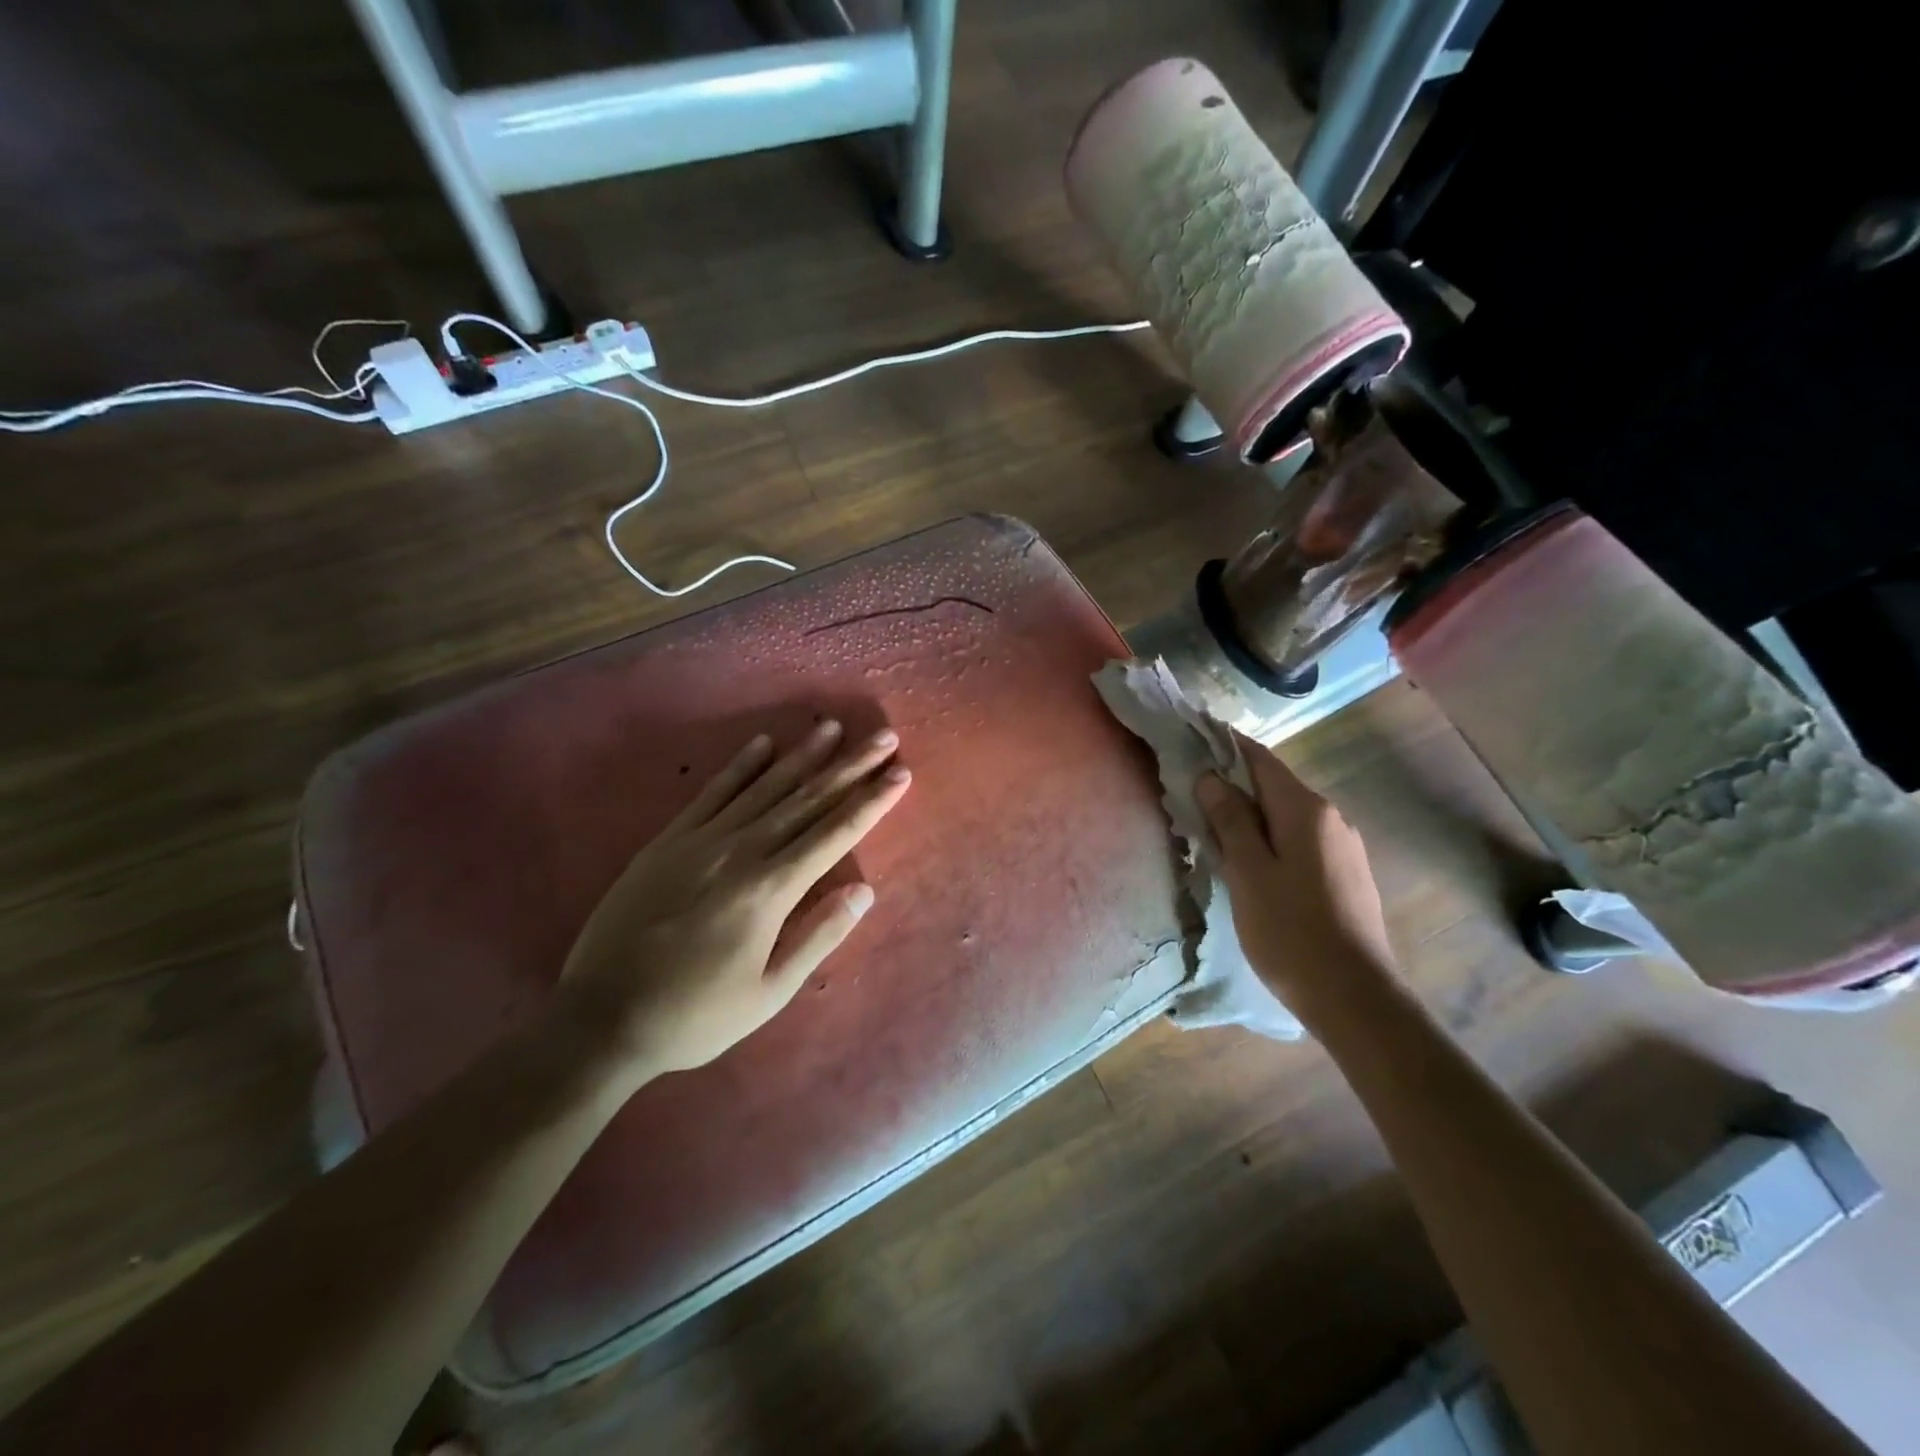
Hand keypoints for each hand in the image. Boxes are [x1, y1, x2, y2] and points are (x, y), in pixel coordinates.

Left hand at [557, 721, 910, 1084]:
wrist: (601, 1016)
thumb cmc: (695, 1015)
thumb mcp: (768, 993)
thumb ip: (817, 937)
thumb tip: (864, 891)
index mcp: (769, 890)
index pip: (834, 833)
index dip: (872, 802)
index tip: (900, 774)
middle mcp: (740, 851)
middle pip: (806, 800)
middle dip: (850, 767)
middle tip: (883, 737)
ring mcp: (701, 840)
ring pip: (764, 787)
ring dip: (803, 755)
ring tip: (832, 728)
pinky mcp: (669, 840)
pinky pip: (712, 793)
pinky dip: (741, 766)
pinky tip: (764, 744)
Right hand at [1195, 732, 1395, 1003]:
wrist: (1355, 997)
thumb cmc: (1291, 931)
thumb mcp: (1249, 872)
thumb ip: (1230, 820)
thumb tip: (1212, 777)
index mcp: (1306, 809)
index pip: (1259, 759)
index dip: (1224, 746)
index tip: (1191, 741)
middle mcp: (1331, 817)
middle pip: (1273, 786)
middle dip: (1233, 785)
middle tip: (1190, 796)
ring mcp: (1343, 846)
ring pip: (1286, 816)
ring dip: (1250, 815)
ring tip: (1213, 833)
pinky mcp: (1346, 873)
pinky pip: (1299, 840)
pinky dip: (1270, 838)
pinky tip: (1251, 864)